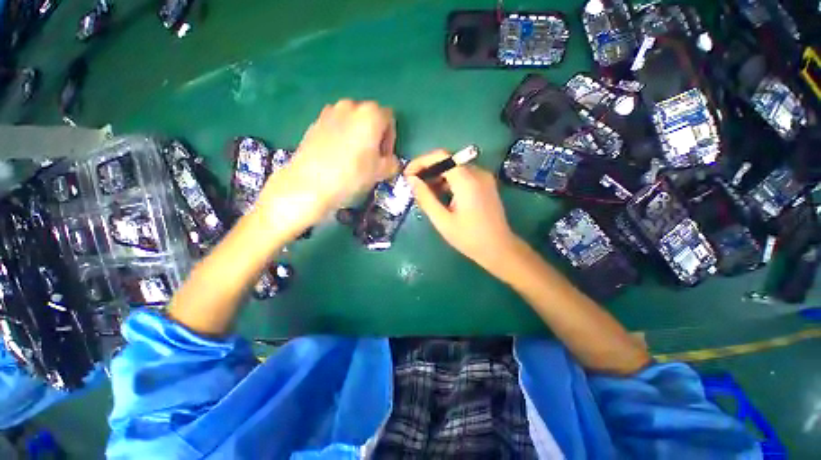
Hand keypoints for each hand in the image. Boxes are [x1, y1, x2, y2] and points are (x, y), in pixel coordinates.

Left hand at [256, 100, 398, 237]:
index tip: (385, 157)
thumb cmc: (351, 175)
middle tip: (372, 158)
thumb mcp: (379, 172)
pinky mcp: (314, 123)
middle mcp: (350, 106)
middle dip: (375, 136)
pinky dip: (341, 137)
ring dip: (358, 135)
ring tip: (354, 157)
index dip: (391, 139)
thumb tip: (391, 162)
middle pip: (370, 117)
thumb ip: (392, 163)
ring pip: (352, 121)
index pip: (389, 119)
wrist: (310, 183)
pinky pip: (336, 126)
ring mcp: (329, 112)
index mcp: (371, 114)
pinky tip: (337, 156)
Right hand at [405, 150, 521, 275]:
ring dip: (437, 176)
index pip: (441, 157)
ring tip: (424, 192)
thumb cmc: (469, 238)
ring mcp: (484, 178)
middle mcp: (478, 173)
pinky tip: (440, 195)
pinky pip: (463, 176)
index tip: (407, 174)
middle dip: (428, 170)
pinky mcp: (485, 184)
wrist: (499, 249)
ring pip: (455, 168)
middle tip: (413, 185)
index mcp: (467, 180)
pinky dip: (448, 182)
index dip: (421, 162)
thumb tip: (411, 180)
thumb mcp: (442, 220)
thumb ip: (425, 198)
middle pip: (448, 160)